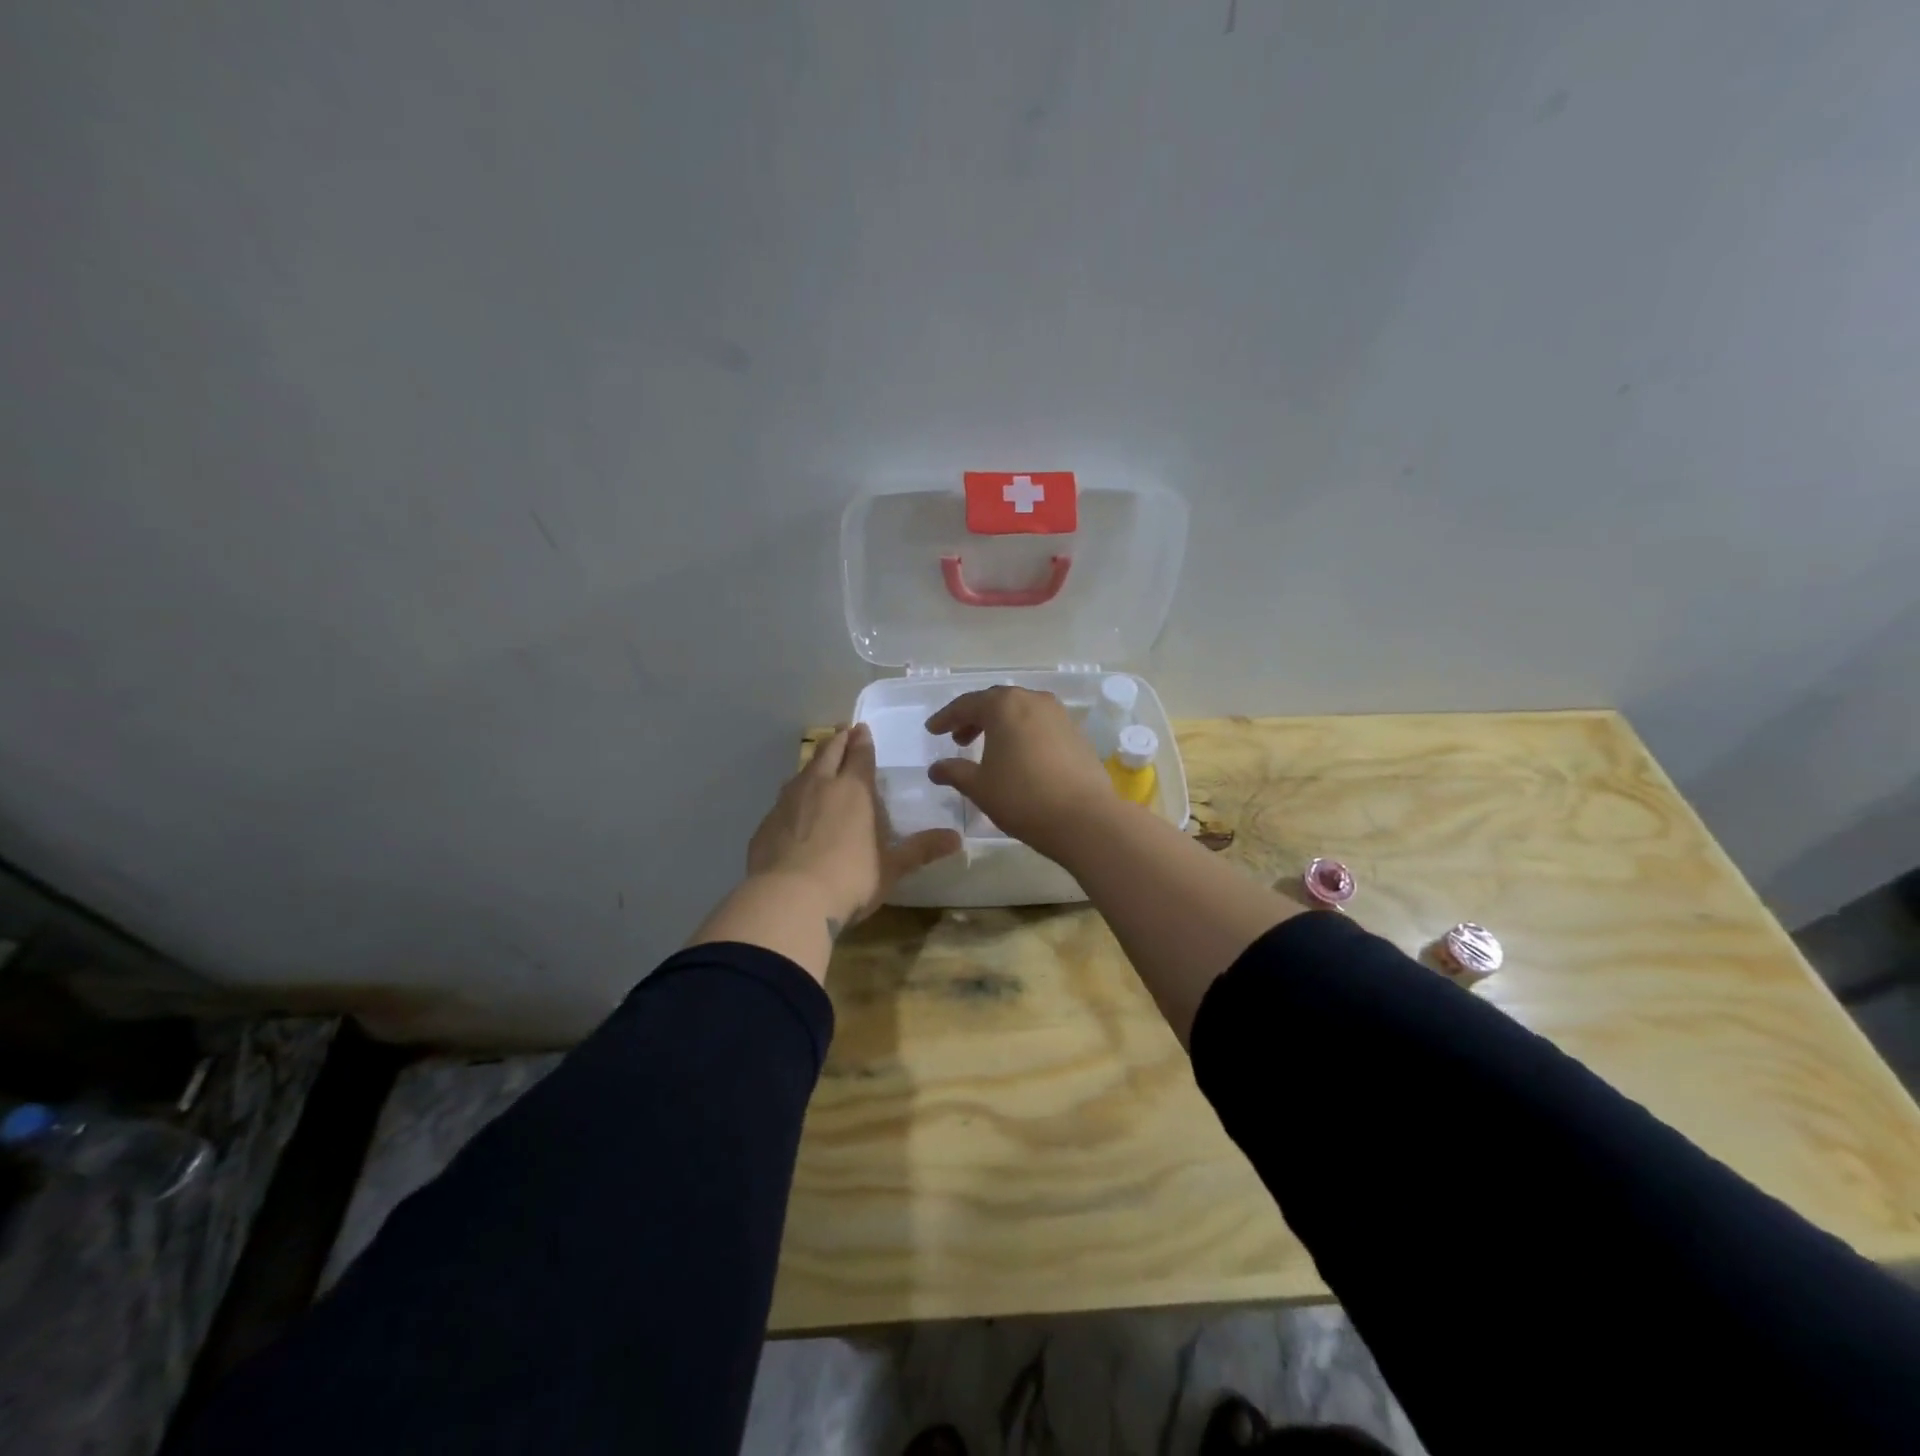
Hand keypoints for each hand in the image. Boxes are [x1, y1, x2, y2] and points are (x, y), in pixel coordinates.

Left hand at [747, 723, 960, 932]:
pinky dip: (793, 797)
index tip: (861, 728)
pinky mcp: (766, 824)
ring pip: (802, 772)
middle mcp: (819, 786)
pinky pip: (783, 801)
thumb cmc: (850, 878)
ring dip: (813, 764)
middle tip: (843, 731)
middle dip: (838, 740)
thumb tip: (957, 839)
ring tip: (819, 764)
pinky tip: (793, 809)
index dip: (862, 741)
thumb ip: (921, 850)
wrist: (788, 900)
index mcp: (854, 790)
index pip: (860, 755)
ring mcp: (787, 802)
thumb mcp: (892, 867)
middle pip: (828, 752)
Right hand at [924, 687, 1118, 860]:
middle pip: (996, 703)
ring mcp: (1059, 715)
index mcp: (1004, 705)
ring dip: (1000, 726)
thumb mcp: (979, 787)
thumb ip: (954, 772)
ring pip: (1021, 712)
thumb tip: (936, 768)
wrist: (1085, 818)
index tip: (932, 730)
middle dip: (974, 718)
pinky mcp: (1077, 733)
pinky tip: (1018, 758)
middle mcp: (1033, 700)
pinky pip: (1040, 725)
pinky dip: (1022, 734)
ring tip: (987, 750)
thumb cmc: (1022, 798)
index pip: (967, 704)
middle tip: (958, 739)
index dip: (946, 717)